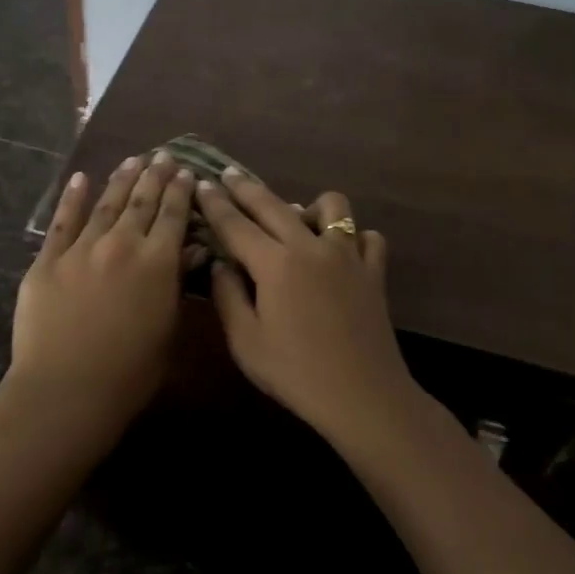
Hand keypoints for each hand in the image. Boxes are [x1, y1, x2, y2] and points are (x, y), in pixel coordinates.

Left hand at [8, 153, 194, 432]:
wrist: (67, 390)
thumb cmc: (130, 373)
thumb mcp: (167, 329)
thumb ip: (177, 284)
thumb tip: (192, 249)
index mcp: (157, 263)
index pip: (174, 216)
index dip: (181, 192)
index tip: (187, 172)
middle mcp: (122, 244)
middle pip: (142, 201)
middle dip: (155, 175)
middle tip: (164, 155)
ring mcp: (81, 249)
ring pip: (106, 204)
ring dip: (121, 179)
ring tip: (132, 159)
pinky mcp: (48, 260)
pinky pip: (62, 222)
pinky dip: (72, 198)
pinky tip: (80, 178)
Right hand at [195, 169, 421, 445]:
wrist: (362, 396)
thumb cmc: (296, 373)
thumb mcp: (246, 342)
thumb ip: (228, 297)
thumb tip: (220, 264)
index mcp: (275, 264)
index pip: (236, 224)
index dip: (215, 203)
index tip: (201, 184)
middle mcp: (311, 247)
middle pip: (274, 205)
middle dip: (246, 188)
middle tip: (228, 177)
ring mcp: (347, 256)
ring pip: (332, 207)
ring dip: (309, 207)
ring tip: (297, 222)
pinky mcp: (373, 272)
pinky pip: (367, 238)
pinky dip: (354, 238)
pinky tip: (342, 253)